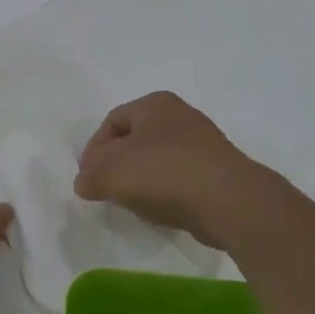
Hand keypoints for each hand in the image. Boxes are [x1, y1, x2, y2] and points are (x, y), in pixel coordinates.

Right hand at [73, 92, 264, 249]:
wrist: (229, 201)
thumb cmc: (164, 174)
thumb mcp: (111, 172)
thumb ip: (89, 175)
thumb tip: (85, 182)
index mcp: (154, 103)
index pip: (110, 123)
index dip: (93, 152)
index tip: (89, 180)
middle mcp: (180, 115)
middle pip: (134, 141)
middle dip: (117, 167)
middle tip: (108, 191)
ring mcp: (203, 143)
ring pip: (156, 161)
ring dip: (141, 182)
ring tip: (135, 204)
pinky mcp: (216, 170)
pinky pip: (179, 178)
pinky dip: (165, 192)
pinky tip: (162, 210)